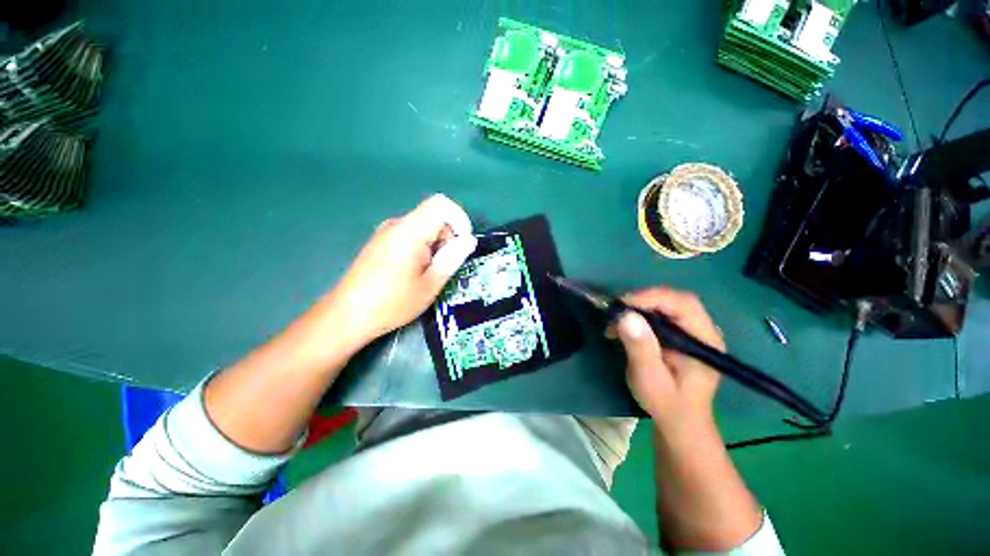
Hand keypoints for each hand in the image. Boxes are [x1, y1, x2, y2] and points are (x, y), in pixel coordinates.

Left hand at [321, 194, 476, 349]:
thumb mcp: (430, 284)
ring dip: (435, 244)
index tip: (462, 244)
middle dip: (447, 237)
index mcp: (409, 231)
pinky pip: (410, 234)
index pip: (441, 204)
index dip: (459, 219)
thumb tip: (469, 240)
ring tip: (428, 273)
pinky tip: (414, 271)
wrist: (347, 315)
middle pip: (433, 216)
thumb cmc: (392, 303)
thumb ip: (452, 258)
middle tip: (443, 267)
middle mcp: (396, 224)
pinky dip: (422, 247)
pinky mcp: (381, 241)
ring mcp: (386, 232)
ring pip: (423, 226)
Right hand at [610, 288, 724, 428]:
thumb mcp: (651, 379)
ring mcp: (692, 331)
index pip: (683, 304)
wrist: (678, 421)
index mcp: (705, 341)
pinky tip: (622, 327)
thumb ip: (641, 349)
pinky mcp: (679, 334)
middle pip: (674, 300)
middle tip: (616, 311)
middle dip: (642, 301)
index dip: (652, 298)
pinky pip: (659, 314)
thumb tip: (626, 316)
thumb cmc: (667, 404)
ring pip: (664, 304)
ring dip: (637, 308)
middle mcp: (702, 330)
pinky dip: (638, 315)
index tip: (623, 304)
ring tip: (615, 322)